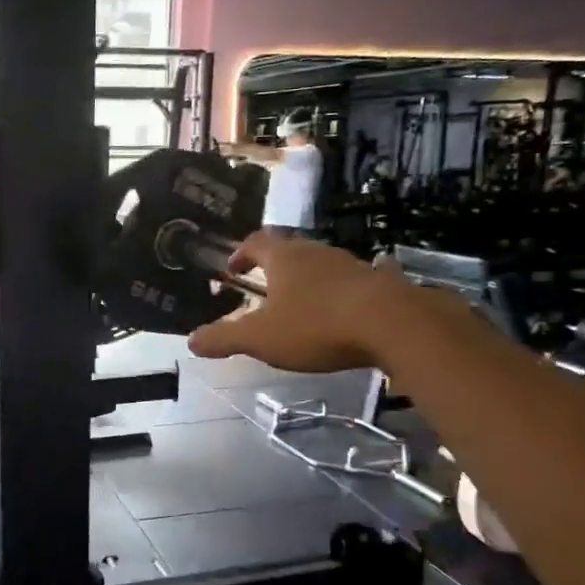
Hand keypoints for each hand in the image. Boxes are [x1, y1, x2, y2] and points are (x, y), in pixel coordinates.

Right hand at [187, 234, 423, 372]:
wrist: (392, 324)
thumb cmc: (316, 325)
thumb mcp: (260, 338)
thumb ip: (224, 338)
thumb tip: (192, 341)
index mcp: (283, 259)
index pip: (255, 243)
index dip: (241, 254)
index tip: (233, 269)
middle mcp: (316, 252)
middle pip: (289, 250)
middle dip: (274, 266)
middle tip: (264, 286)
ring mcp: (350, 264)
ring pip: (321, 264)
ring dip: (308, 278)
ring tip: (301, 302)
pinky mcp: (379, 282)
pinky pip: (354, 281)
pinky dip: (343, 291)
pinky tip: (346, 308)